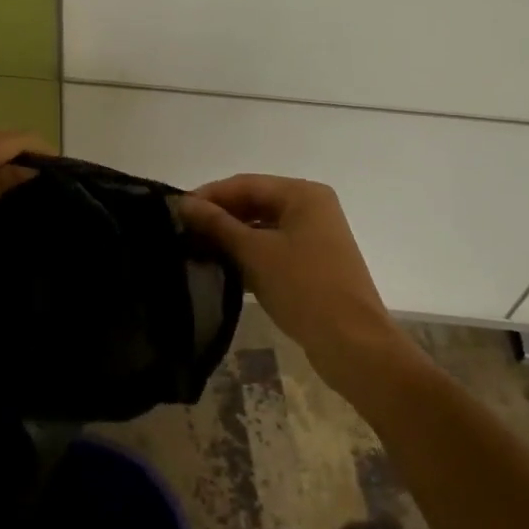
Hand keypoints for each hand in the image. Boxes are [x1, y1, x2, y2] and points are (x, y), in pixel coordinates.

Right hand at [179, 176, 403, 381]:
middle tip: (183, 233)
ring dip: (231, 237)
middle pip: (254, 202)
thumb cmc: (304, 287)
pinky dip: (248, 255)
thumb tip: (183, 204)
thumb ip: (217, 225)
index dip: (209, 196)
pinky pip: (272, 248)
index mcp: (303, 194)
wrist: (353, 344)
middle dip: (219, 217)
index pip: (245, 184)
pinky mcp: (313, 264)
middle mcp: (311, 207)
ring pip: (262, 227)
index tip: (175, 212)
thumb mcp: (254, 253)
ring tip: (195, 250)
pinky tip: (222, 268)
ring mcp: (314, 236)